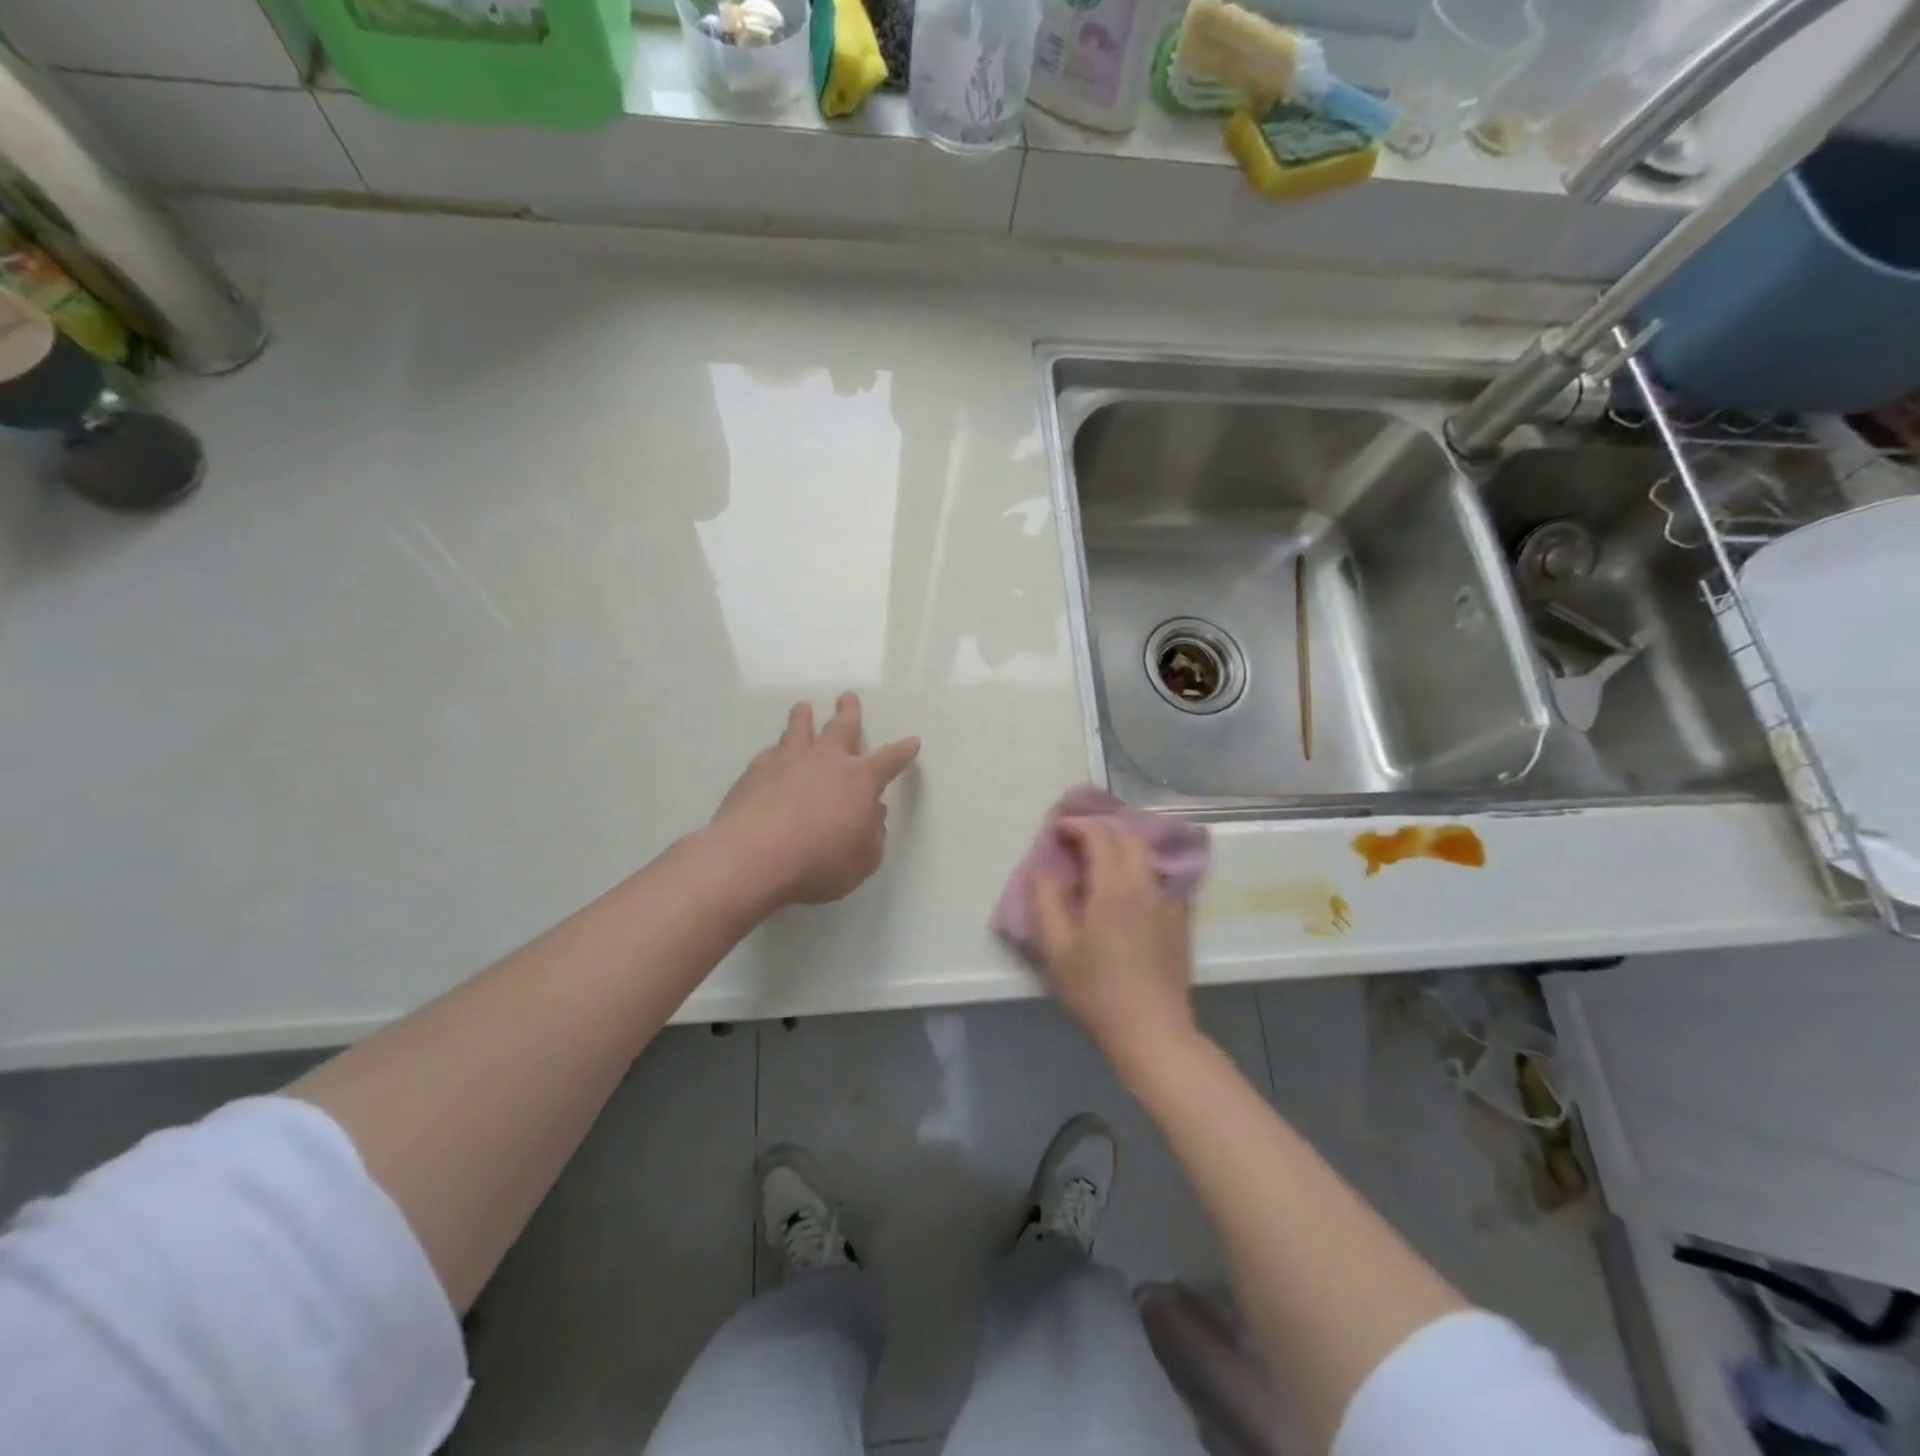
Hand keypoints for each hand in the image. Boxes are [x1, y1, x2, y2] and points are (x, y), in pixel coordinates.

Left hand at [710, 692, 919, 907]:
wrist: (753, 857)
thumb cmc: (819, 863)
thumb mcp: (863, 860)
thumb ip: (872, 835)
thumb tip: (873, 814)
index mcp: (860, 780)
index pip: (889, 760)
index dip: (902, 752)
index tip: (912, 741)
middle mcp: (826, 761)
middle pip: (842, 728)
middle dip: (849, 712)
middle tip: (848, 697)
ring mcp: (788, 762)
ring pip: (799, 730)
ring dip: (804, 718)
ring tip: (803, 707)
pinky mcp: (755, 772)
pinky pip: (770, 753)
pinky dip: (776, 750)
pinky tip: (772, 753)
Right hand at [1030, 819, 1198, 1075]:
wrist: (1152, 1032)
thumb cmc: (1097, 991)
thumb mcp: (1056, 950)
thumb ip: (1045, 901)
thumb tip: (1042, 870)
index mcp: (1114, 887)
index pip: (1099, 835)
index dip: (1076, 825)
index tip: (1057, 831)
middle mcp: (1146, 885)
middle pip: (1129, 837)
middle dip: (1101, 831)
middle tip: (1076, 844)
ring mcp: (1168, 903)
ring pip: (1147, 857)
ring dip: (1122, 849)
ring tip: (1099, 864)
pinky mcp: (1180, 921)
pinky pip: (1159, 880)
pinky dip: (1139, 872)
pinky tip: (1126, 894)